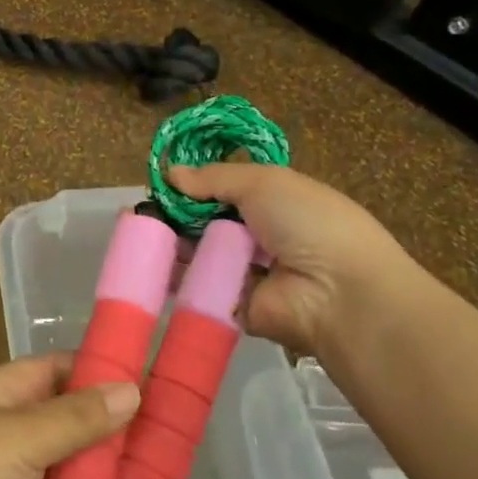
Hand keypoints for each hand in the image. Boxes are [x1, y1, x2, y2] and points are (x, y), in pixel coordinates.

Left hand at [0, 355, 139, 478]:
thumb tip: (132, 389)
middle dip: (114, 435)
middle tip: (172, 442)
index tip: (152, 381)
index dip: (101, 373)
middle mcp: (14, 431)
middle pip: (73, 424)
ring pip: (74, 474)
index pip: (61, 371)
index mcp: (6, 393)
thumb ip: (77, 418)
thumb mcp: (21, 434)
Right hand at [166, 163, 424, 355]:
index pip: (224, 191)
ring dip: (170, 244)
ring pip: (197, 254)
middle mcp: (258, 236)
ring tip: (138, 234)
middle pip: (206, 222)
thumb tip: (171, 173)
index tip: (162, 185)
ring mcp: (244, 273)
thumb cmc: (307, 224)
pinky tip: (146, 262)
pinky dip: (172, 278)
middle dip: (175, 215)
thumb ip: (214, 177)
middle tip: (142, 211)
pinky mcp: (231, 305)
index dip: (194, 186)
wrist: (338, 294)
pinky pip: (196, 288)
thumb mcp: (264, 182)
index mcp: (273, 203)